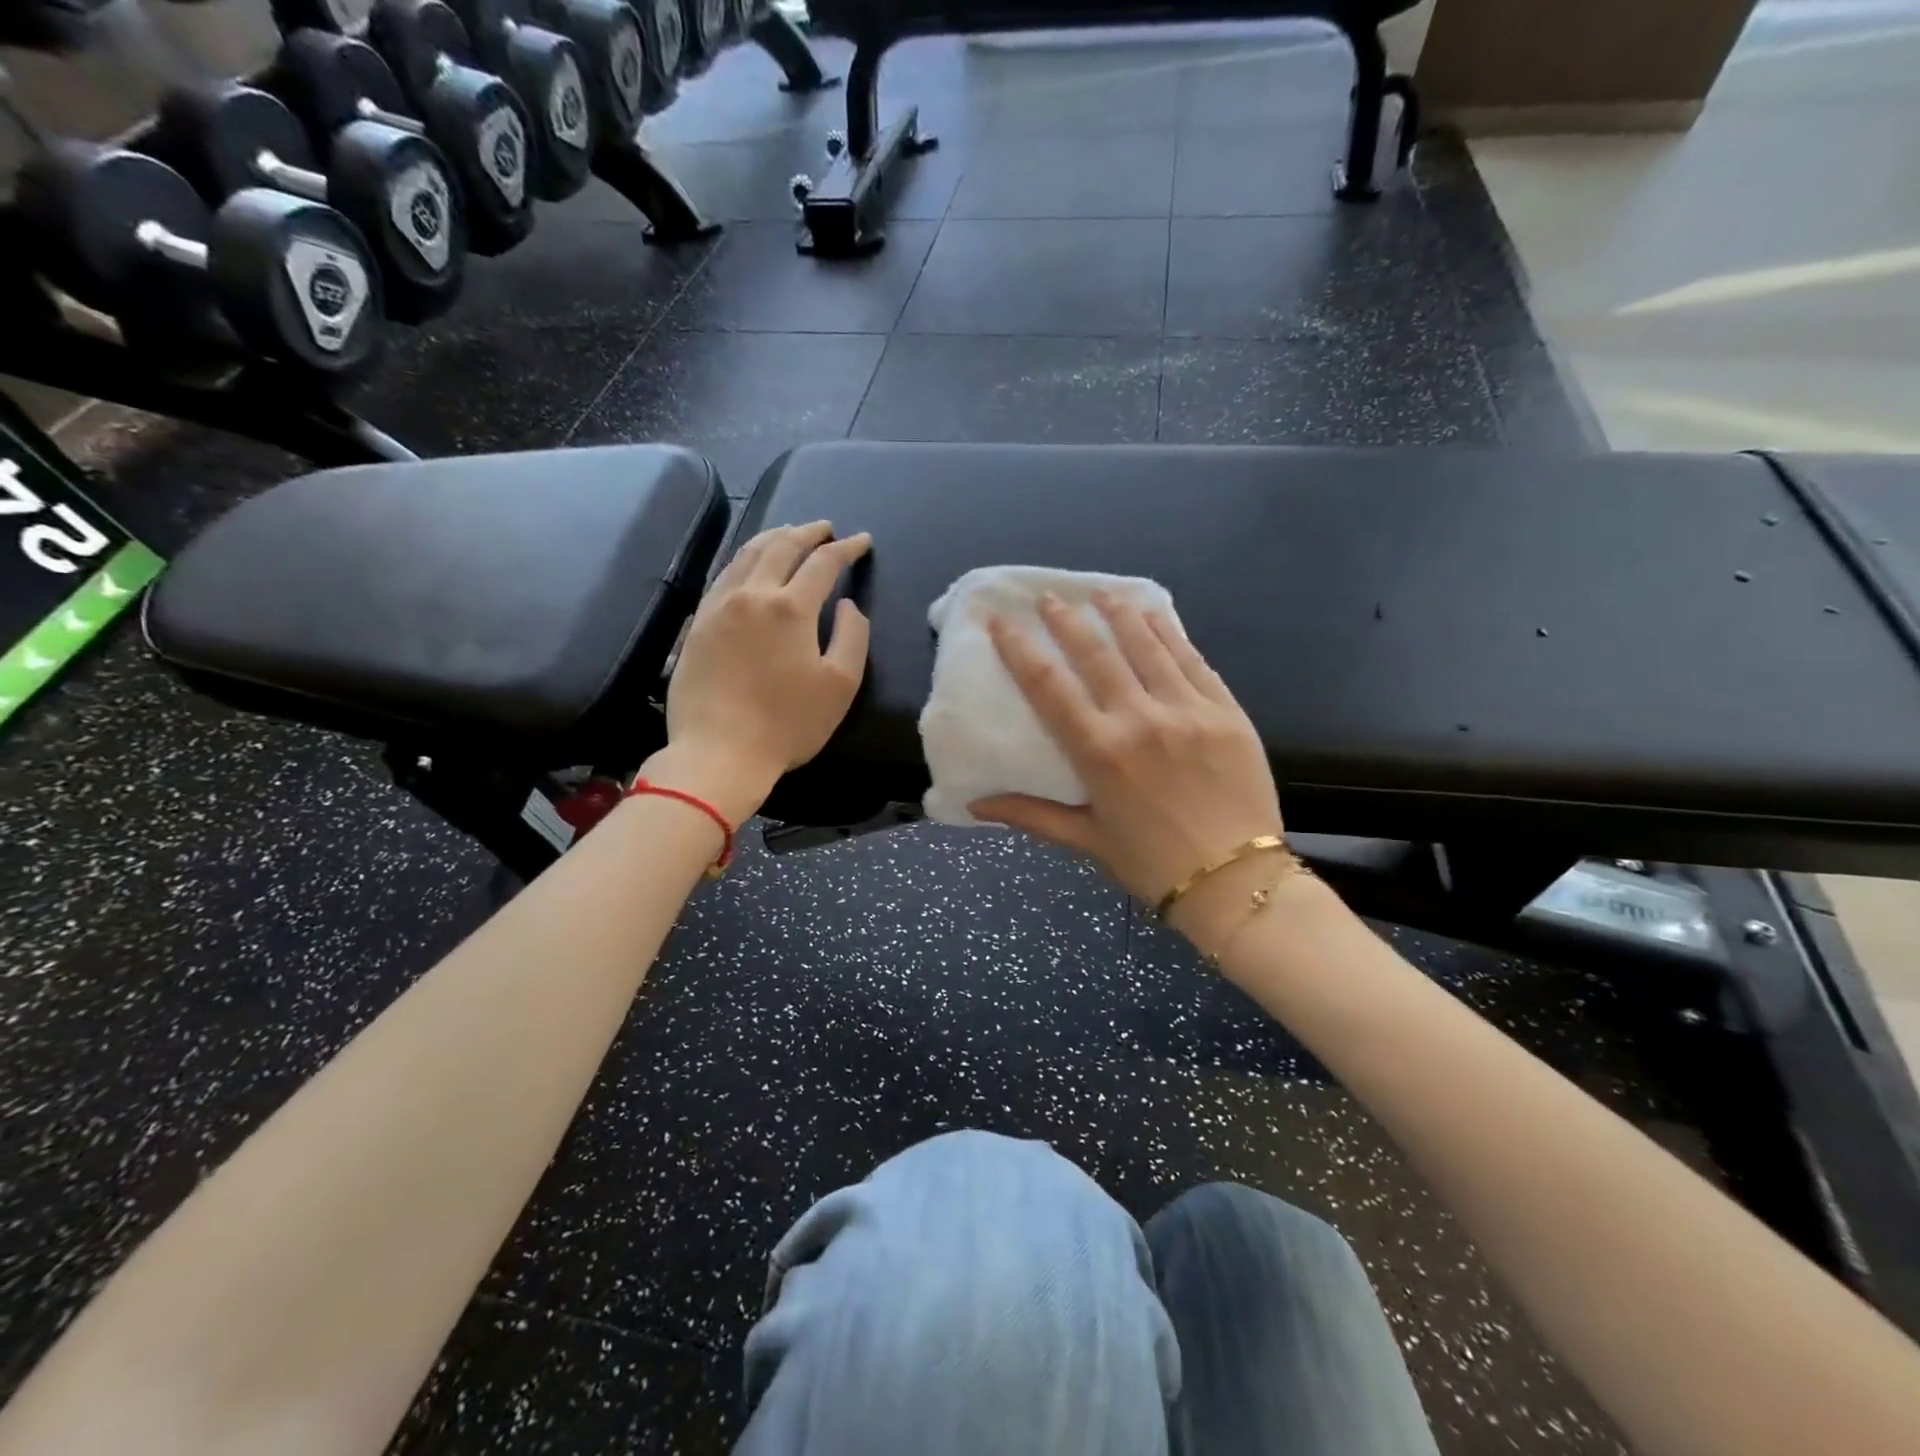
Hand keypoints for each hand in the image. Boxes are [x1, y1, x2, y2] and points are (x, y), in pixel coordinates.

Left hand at [648, 521, 871, 821]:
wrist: (719, 752)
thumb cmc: (788, 724)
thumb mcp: (840, 685)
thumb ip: (852, 637)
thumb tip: (846, 605)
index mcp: (791, 607)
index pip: (824, 563)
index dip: (846, 548)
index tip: (862, 541)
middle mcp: (752, 595)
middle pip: (781, 547)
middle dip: (808, 532)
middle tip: (825, 528)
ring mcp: (718, 607)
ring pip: (746, 555)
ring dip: (772, 538)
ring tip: (788, 534)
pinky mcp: (697, 624)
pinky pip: (723, 576)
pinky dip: (743, 560)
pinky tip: (748, 565)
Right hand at [971, 592, 1283, 929]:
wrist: (1236, 881)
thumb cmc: (1152, 864)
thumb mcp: (1086, 839)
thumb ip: (1030, 814)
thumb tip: (975, 804)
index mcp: (1100, 752)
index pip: (1048, 686)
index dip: (1019, 648)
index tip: (1000, 619)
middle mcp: (1140, 720)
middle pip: (1096, 653)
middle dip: (1067, 621)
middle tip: (1048, 597)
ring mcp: (1188, 710)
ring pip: (1147, 646)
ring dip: (1120, 615)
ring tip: (1102, 593)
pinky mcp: (1226, 711)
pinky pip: (1193, 660)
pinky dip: (1170, 634)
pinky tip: (1156, 616)